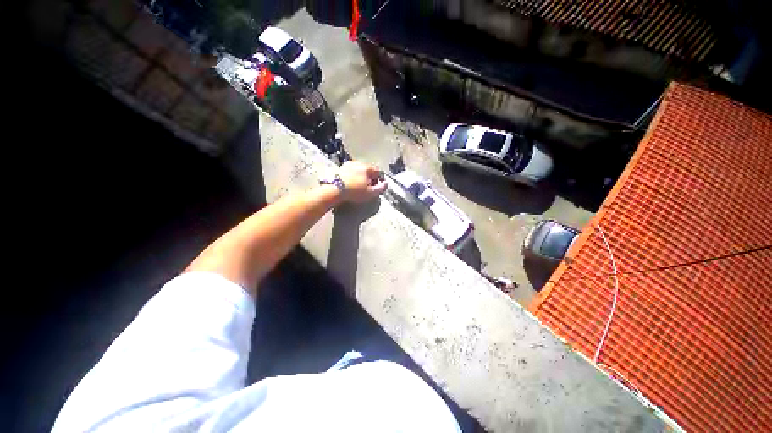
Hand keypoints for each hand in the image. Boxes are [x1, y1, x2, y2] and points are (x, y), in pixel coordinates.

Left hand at [337, 161, 386, 202]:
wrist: (335, 189)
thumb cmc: (355, 191)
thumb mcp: (371, 193)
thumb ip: (381, 188)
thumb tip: (386, 184)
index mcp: (367, 168)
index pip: (378, 171)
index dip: (379, 180)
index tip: (376, 187)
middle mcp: (359, 163)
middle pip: (368, 170)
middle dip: (369, 178)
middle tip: (367, 188)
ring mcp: (348, 164)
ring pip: (358, 170)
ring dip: (360, 177)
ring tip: (358, 186)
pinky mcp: (340, 168)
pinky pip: (350, 172)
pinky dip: (352, 176)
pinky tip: (350, 184)